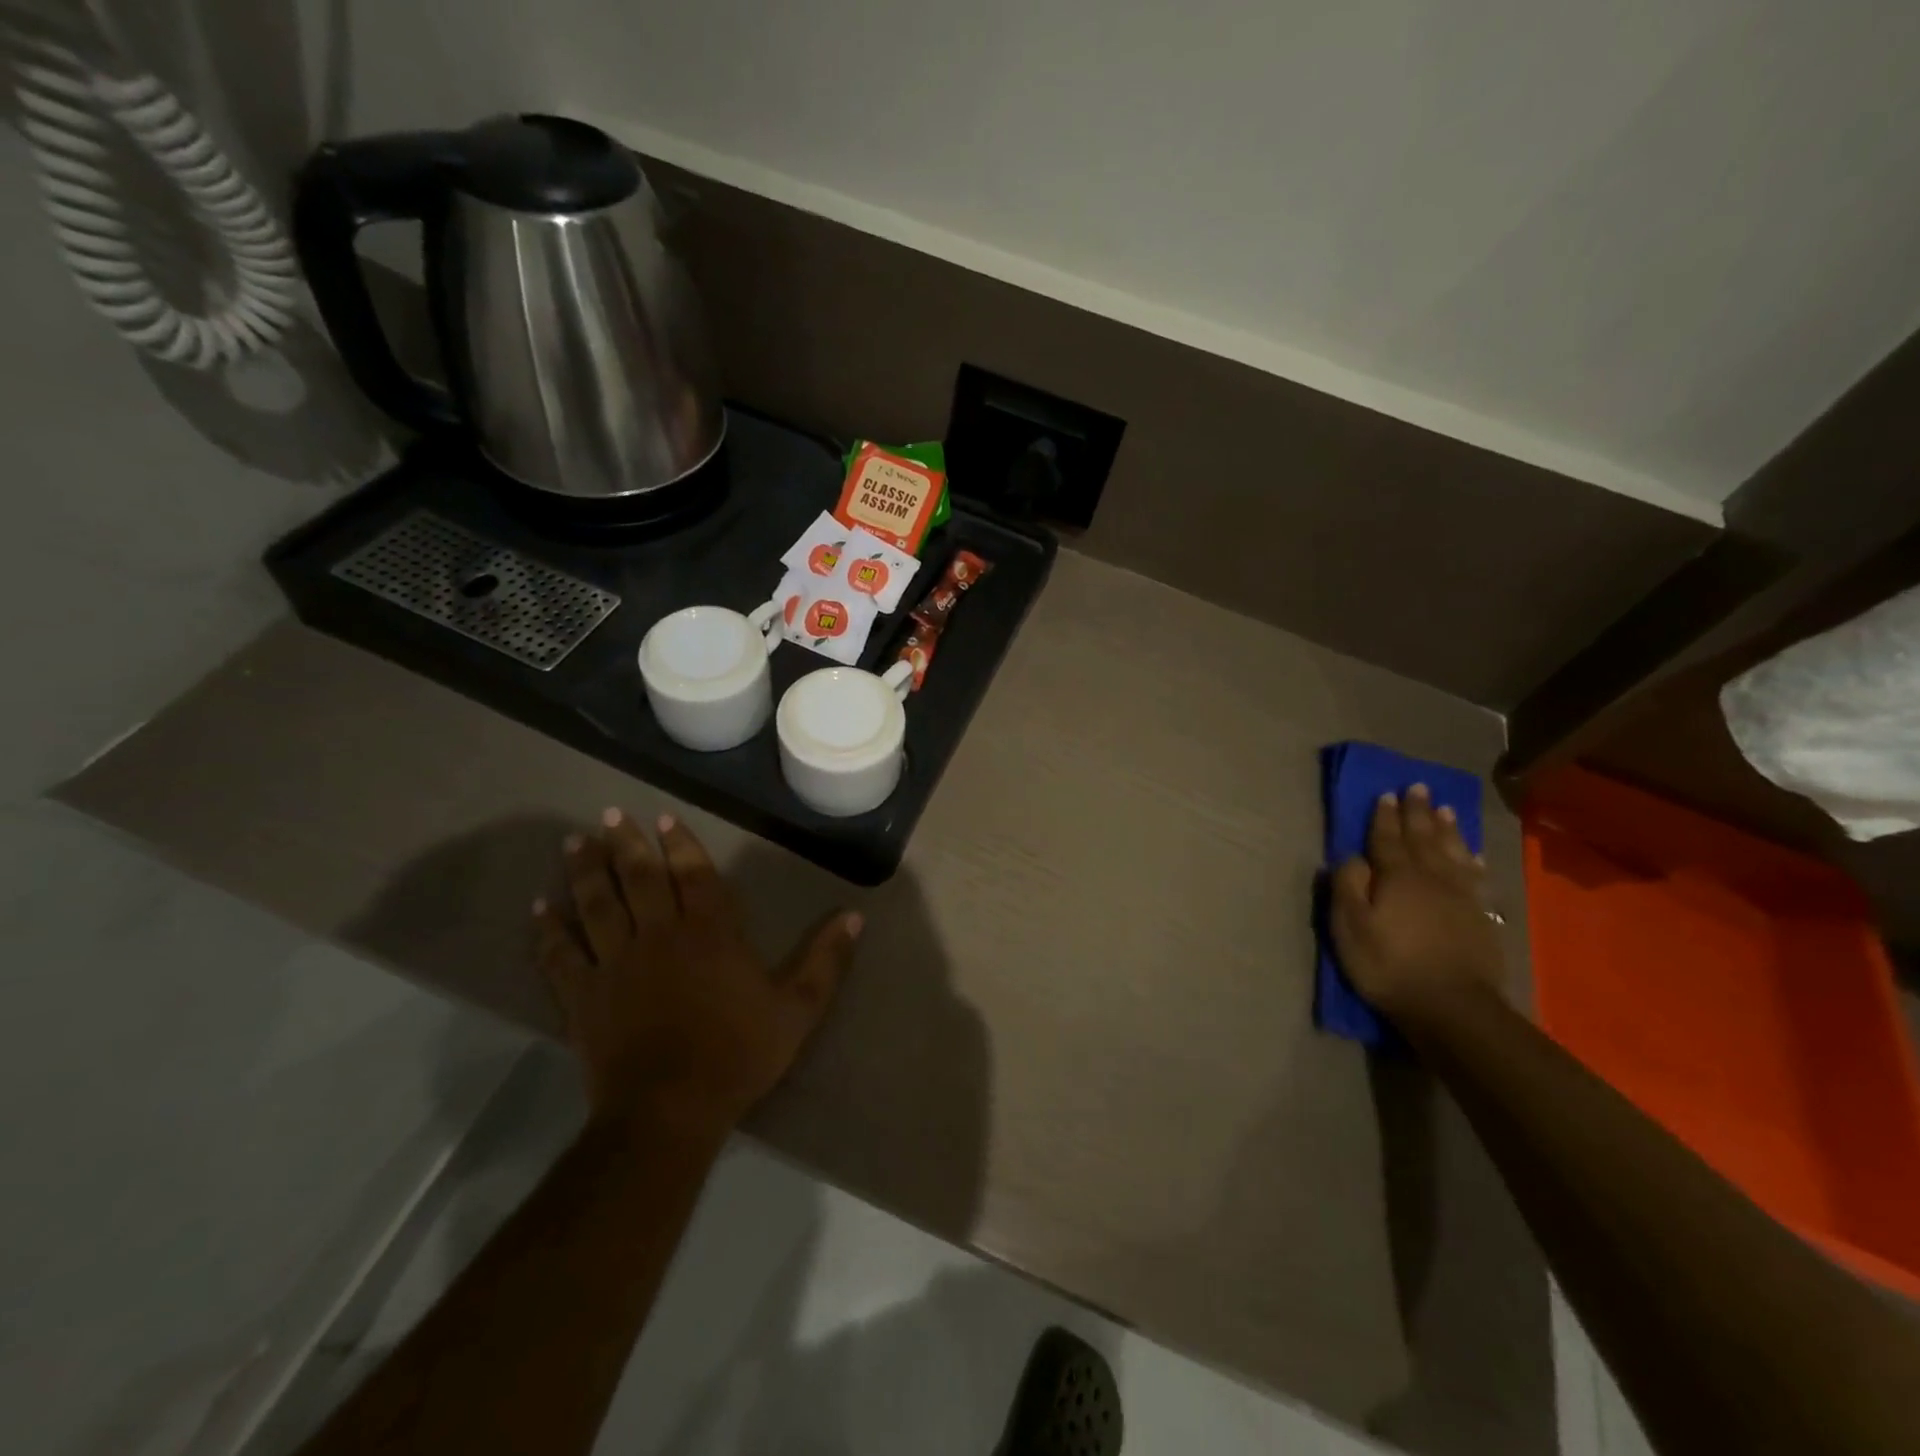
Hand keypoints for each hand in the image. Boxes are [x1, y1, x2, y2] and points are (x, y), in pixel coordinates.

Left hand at [534, 810, 860, 1139]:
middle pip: (639, 879)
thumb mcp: (797, 1009)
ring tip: (575, 842)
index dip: (681, 844)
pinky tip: (539, 907)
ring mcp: (616, 964)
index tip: (664, 819)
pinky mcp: (583, 997)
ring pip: (596, 906)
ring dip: (585, 871)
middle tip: (609, 814)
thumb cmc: (738, 1054)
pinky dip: (548, 930)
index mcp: (710, 934)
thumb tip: (855, 916)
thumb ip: (826, 961)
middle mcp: (659, 936)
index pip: (694, 875)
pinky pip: (561, 955)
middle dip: (625, 844)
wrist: (669, 1110)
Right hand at [1330, 784, 1504, 1024]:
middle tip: (1417, 787)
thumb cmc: (1389, 965)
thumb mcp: (1350, 926)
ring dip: (1446, 828)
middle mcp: (1431, 877)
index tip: (1385, 794)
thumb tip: (1352, 857)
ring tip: (1444, 808)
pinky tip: (1472, 854)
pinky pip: (1474, 876)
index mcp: (1397, 876)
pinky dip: (1471, 859)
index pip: (1387, 838)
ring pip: (1452, 851)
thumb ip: (1348, 886)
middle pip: (1423, 837)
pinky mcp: (1479, 916)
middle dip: (1417, 812)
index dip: (1384, 816)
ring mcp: (1460, 896)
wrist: (1453, 1007)